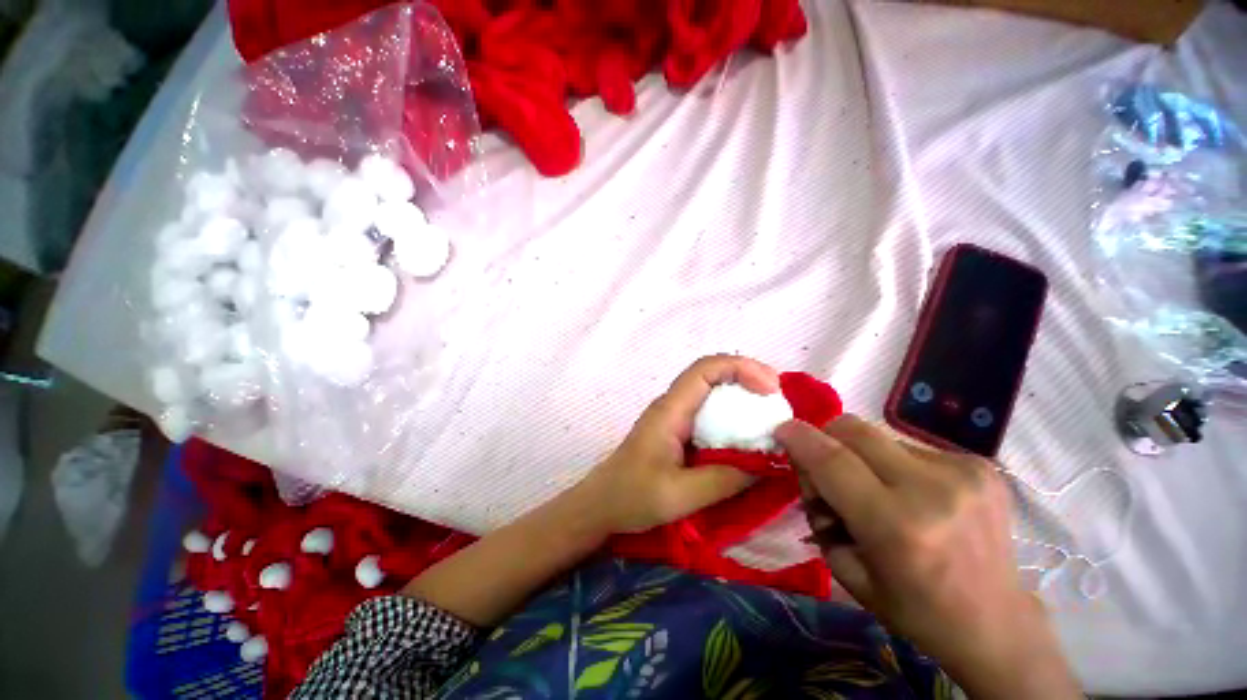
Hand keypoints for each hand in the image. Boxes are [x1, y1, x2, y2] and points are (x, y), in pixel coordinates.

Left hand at [578, 355, 780, 533]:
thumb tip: (769, 463)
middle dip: (747, 378)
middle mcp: (673, 405)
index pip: (705, 369)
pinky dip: (732, 416)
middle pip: (712, 374)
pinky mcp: (676, 431)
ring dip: (741, 396)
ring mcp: (674, 417)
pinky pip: (708, 412)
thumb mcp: (681, 494)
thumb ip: (726, 478)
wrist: (600, 505)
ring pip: (711, 392)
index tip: (771, 389)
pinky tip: (746, 435)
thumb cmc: (632, 497)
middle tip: (778, 400)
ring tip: (769, 416)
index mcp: (671, 410)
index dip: (741, 368)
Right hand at [776, 416, 1078, 698]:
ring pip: (880, 436)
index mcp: (898, 526)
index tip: (781, 429)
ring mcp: (964, 473)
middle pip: (854, 430)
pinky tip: (913, 495)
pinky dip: (895, 463)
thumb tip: (809, 469)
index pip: (832, 460)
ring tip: (877, 492)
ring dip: (862, 456)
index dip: (799, 438)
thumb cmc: (915, 609)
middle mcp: (933, 490)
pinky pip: (910, 446)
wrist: (998, 623)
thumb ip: (819, 512)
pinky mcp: (982, 466)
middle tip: (826, 467)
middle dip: (826, 437)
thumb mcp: (848, 570)